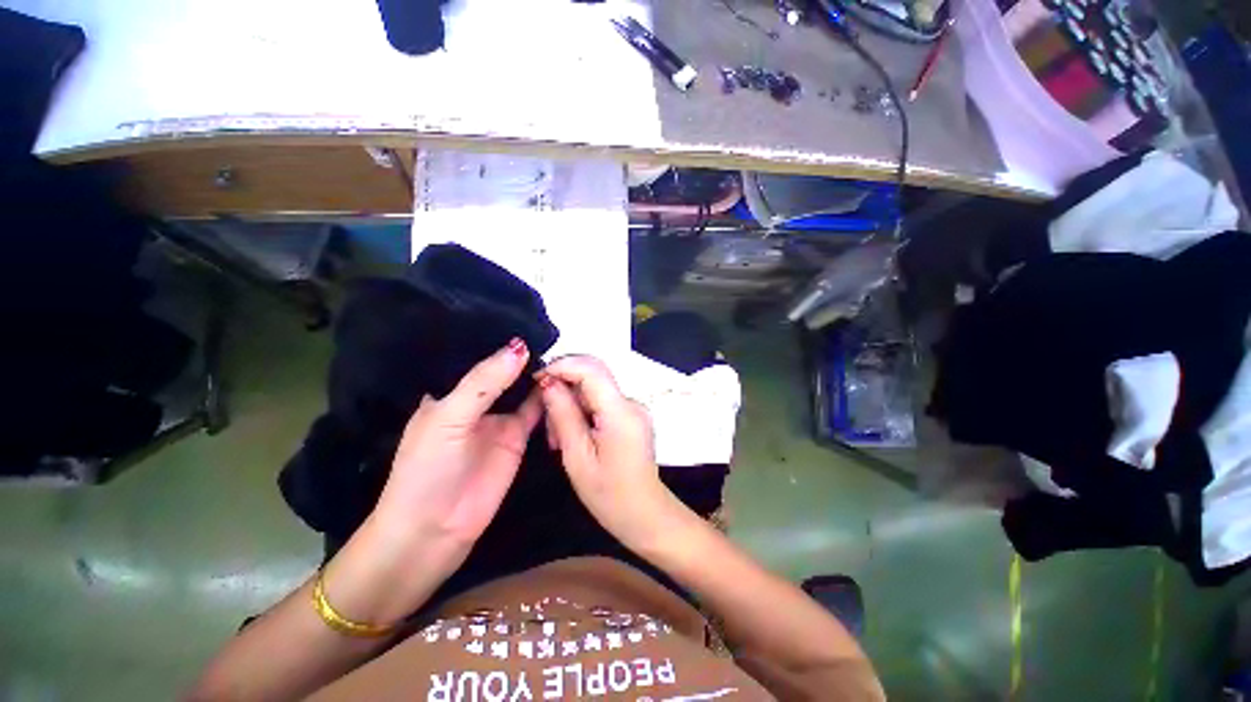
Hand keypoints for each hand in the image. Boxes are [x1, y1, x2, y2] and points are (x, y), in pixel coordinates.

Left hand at [371, 337, 541, 562]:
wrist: (434, 531)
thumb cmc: (428, 468)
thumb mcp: (450, 417)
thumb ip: (485, 382)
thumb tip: (521, 346)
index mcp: (449, 390)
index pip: (477, 355)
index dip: (498, 338)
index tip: (528, 318)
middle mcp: (476, 400)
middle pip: (504, 370)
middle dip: (524, 354)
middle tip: (554, 332)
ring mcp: (499, 418)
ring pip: (523, 388)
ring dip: (538, 373)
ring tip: (563, 349)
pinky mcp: (518, 436)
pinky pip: (537, 410)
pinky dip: (549, 397)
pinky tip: (563, 379)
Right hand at [538, 355, 690, 552]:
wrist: (644, 514)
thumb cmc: (608, 494)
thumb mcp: (577, 456)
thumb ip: (563, 414)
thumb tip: (548, 381)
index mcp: (621, 412)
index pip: (592, 369)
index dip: (562, 365)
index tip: (537, 378)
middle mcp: (632, 402)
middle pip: (593, 376)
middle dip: (564, 387)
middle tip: (546, 418)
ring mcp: (634, 408)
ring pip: (594, 389)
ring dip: (571, 403)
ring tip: (557, 438)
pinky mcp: (631, 415)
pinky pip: (602, 401)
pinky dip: (583, 412)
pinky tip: (573, 436)